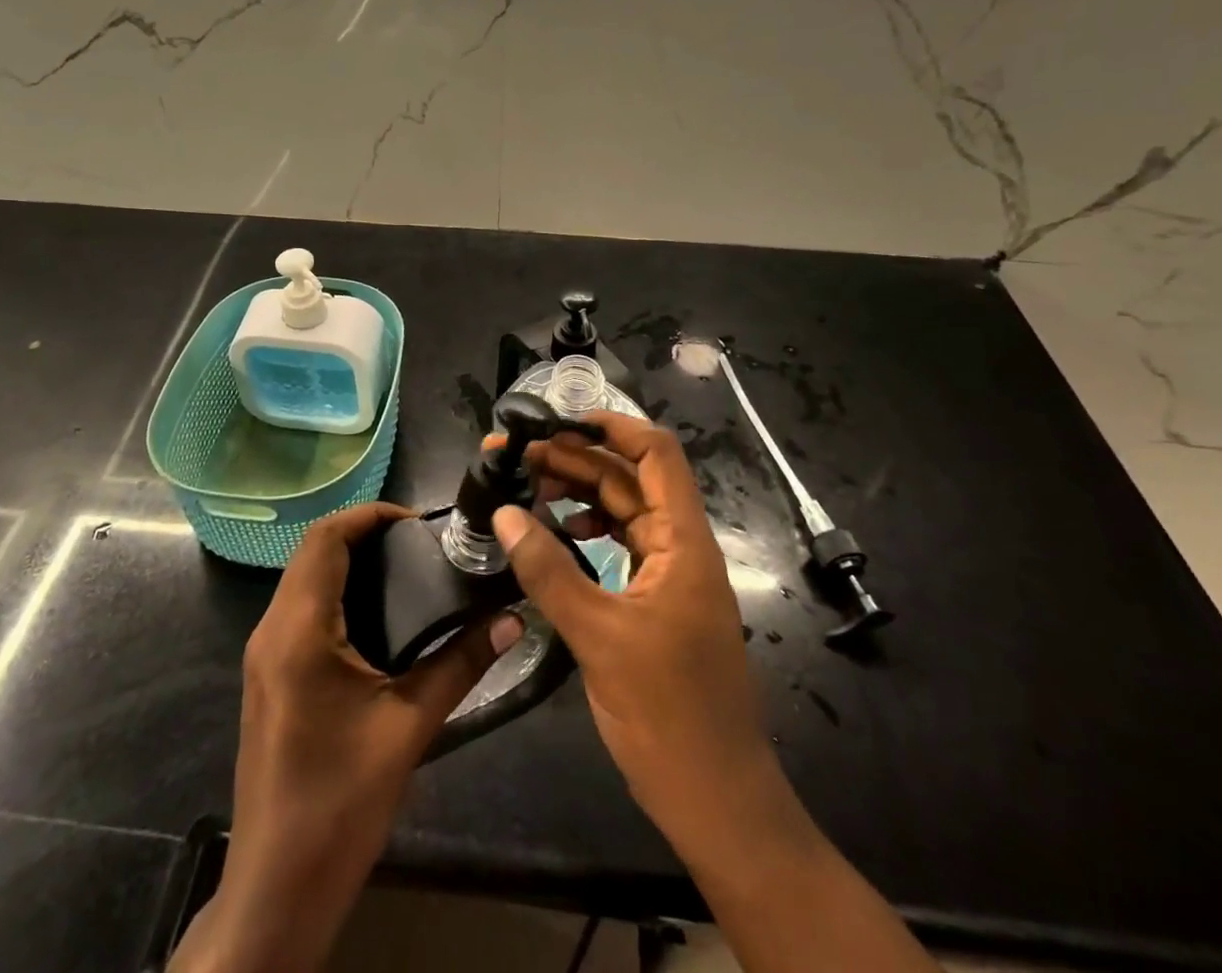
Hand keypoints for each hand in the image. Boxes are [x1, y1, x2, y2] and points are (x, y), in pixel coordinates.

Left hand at [172, 502, 520, 972]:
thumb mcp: (408, 727)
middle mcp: (272, 630)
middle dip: (363, 534)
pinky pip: (300, 609)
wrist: (278, 888)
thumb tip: (512, 618)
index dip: (369, 515)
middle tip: (419, 543)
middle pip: (312, 552)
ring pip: (303, 579)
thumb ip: (460, 664)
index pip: (325, 539)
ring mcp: (264, 654)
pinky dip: (336, 591)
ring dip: (348, 561)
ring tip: (406, 568)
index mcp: (299, 630)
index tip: (417, 521)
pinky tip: (378, 615)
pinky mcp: (269, 675)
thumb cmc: (340, 802)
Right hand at [492, 414, 787, 852]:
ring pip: (624, 512)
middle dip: (576, 460)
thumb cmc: (667, 714)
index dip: (611, 426)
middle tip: (516, 456)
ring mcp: (671, 576)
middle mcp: (682, 547)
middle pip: (630, 480)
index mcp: (683, 542)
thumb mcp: (598, 637)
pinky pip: (622, 547)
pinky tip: (556, 536)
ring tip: (526, 487)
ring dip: (579, 494)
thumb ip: (548, 570)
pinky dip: (588, 533)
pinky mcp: (658, 603)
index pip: (656, 454)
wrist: (718, 801)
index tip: (557, 420)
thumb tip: (504, 512)